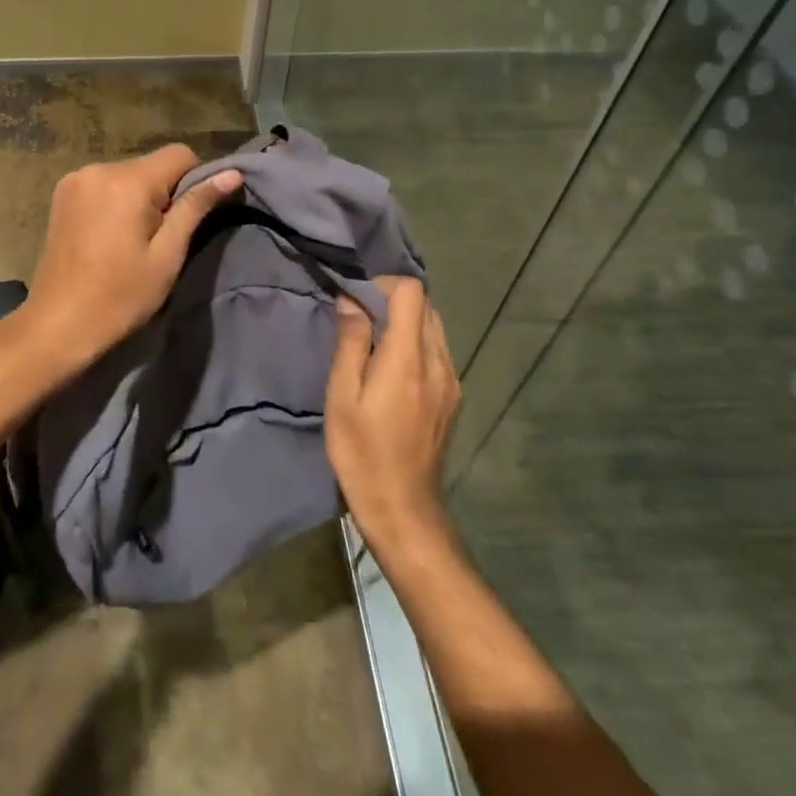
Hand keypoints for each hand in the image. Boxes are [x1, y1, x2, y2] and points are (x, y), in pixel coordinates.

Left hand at [13, 145, 241, 375]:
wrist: (58, 324)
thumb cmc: (120, 296)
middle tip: (159, 238)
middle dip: (164, 192)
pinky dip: (115, 200)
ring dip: (139, 197)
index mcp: (127, 181)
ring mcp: (75, 179)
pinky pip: (104, 183)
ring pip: (128, 174)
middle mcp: (99, 168)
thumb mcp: (167, 254)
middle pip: (152, 164)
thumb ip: (196, 207)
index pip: (180, 154)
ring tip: (131, 240)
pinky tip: (109, 235)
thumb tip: (232, 174)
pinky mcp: (62, 193)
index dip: (194, 181)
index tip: (186, 219)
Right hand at [325, 276, 461, 553]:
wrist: (403, 510)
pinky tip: (392, 371)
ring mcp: (451, 382)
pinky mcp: (454, 398)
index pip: (412, 292)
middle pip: (426, 306)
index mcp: (409, 358)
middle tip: (361, 321)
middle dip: (393, 301)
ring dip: (406, 322)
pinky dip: (416, 344)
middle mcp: (438, 363)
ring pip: (435, 327)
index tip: (357, 301)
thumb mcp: (342, 396)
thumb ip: (351, 342)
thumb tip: (352, 301)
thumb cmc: (363, 452)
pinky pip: (438, 351)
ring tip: (374, 345)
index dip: (383, 285)